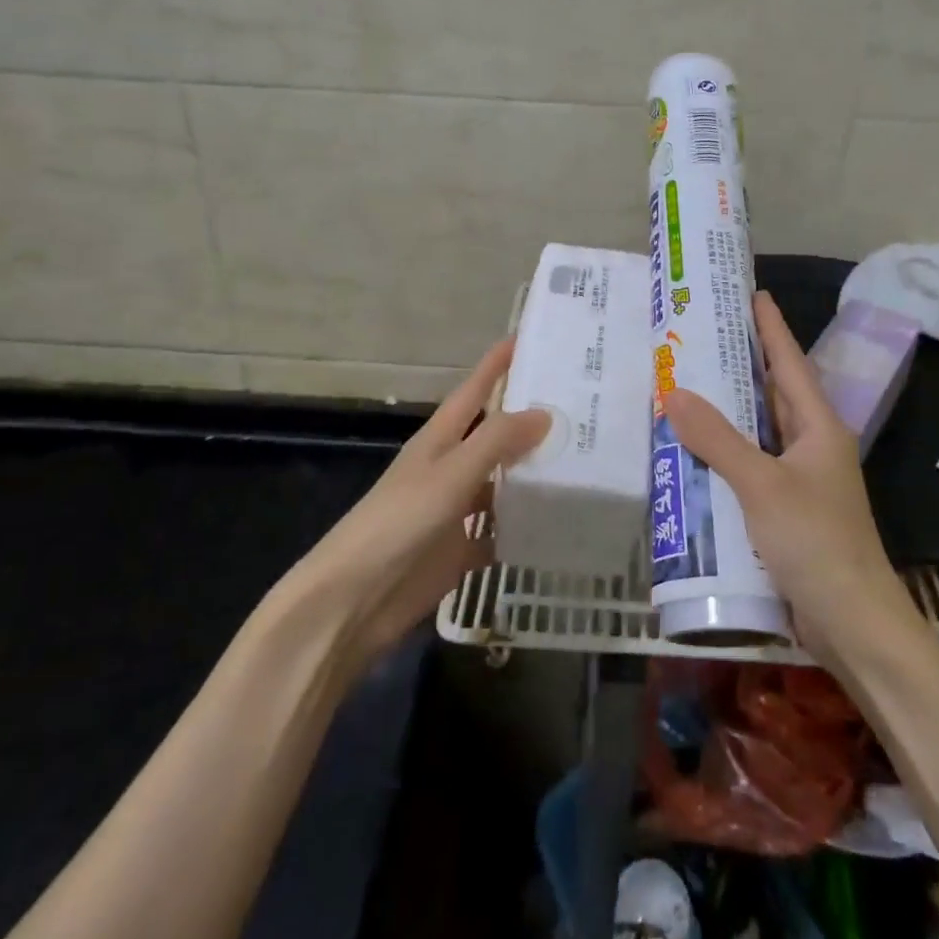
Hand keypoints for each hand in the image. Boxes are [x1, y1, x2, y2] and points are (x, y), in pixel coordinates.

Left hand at [297, 339, 549, 671]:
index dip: (497, 364)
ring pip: (502, 483)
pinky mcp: (461, 551)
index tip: (529, 337)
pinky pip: (501, 531)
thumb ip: (496, 441)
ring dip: (534, 473)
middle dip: (530, 418)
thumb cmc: (397, 524)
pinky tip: (561, 524)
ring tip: (585, 460)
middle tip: (581, 404)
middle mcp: (450, 468)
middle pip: (494, 434)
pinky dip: (526, 527)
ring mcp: (455, 511)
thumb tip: (546, 413)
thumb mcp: (450, 474)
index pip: (475, 390)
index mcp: (439, 440)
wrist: (353, 601)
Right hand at [663, 292, 917, 653]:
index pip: (790, 364)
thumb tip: (673, 391)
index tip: (753, 294)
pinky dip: (725, 453)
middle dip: (743, 364)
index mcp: (819, 427)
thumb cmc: (816, 542)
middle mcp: (812, 445)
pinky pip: (750, 466)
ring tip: (688, 383)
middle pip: (775, 393)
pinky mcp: (786, 510)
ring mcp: (800, 479)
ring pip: (760, 431)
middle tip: (702, 336)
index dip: (772, 328)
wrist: (853, 622)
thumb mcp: (762, 485)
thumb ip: (717, 439)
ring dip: (730, 410)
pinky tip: (694, 450)